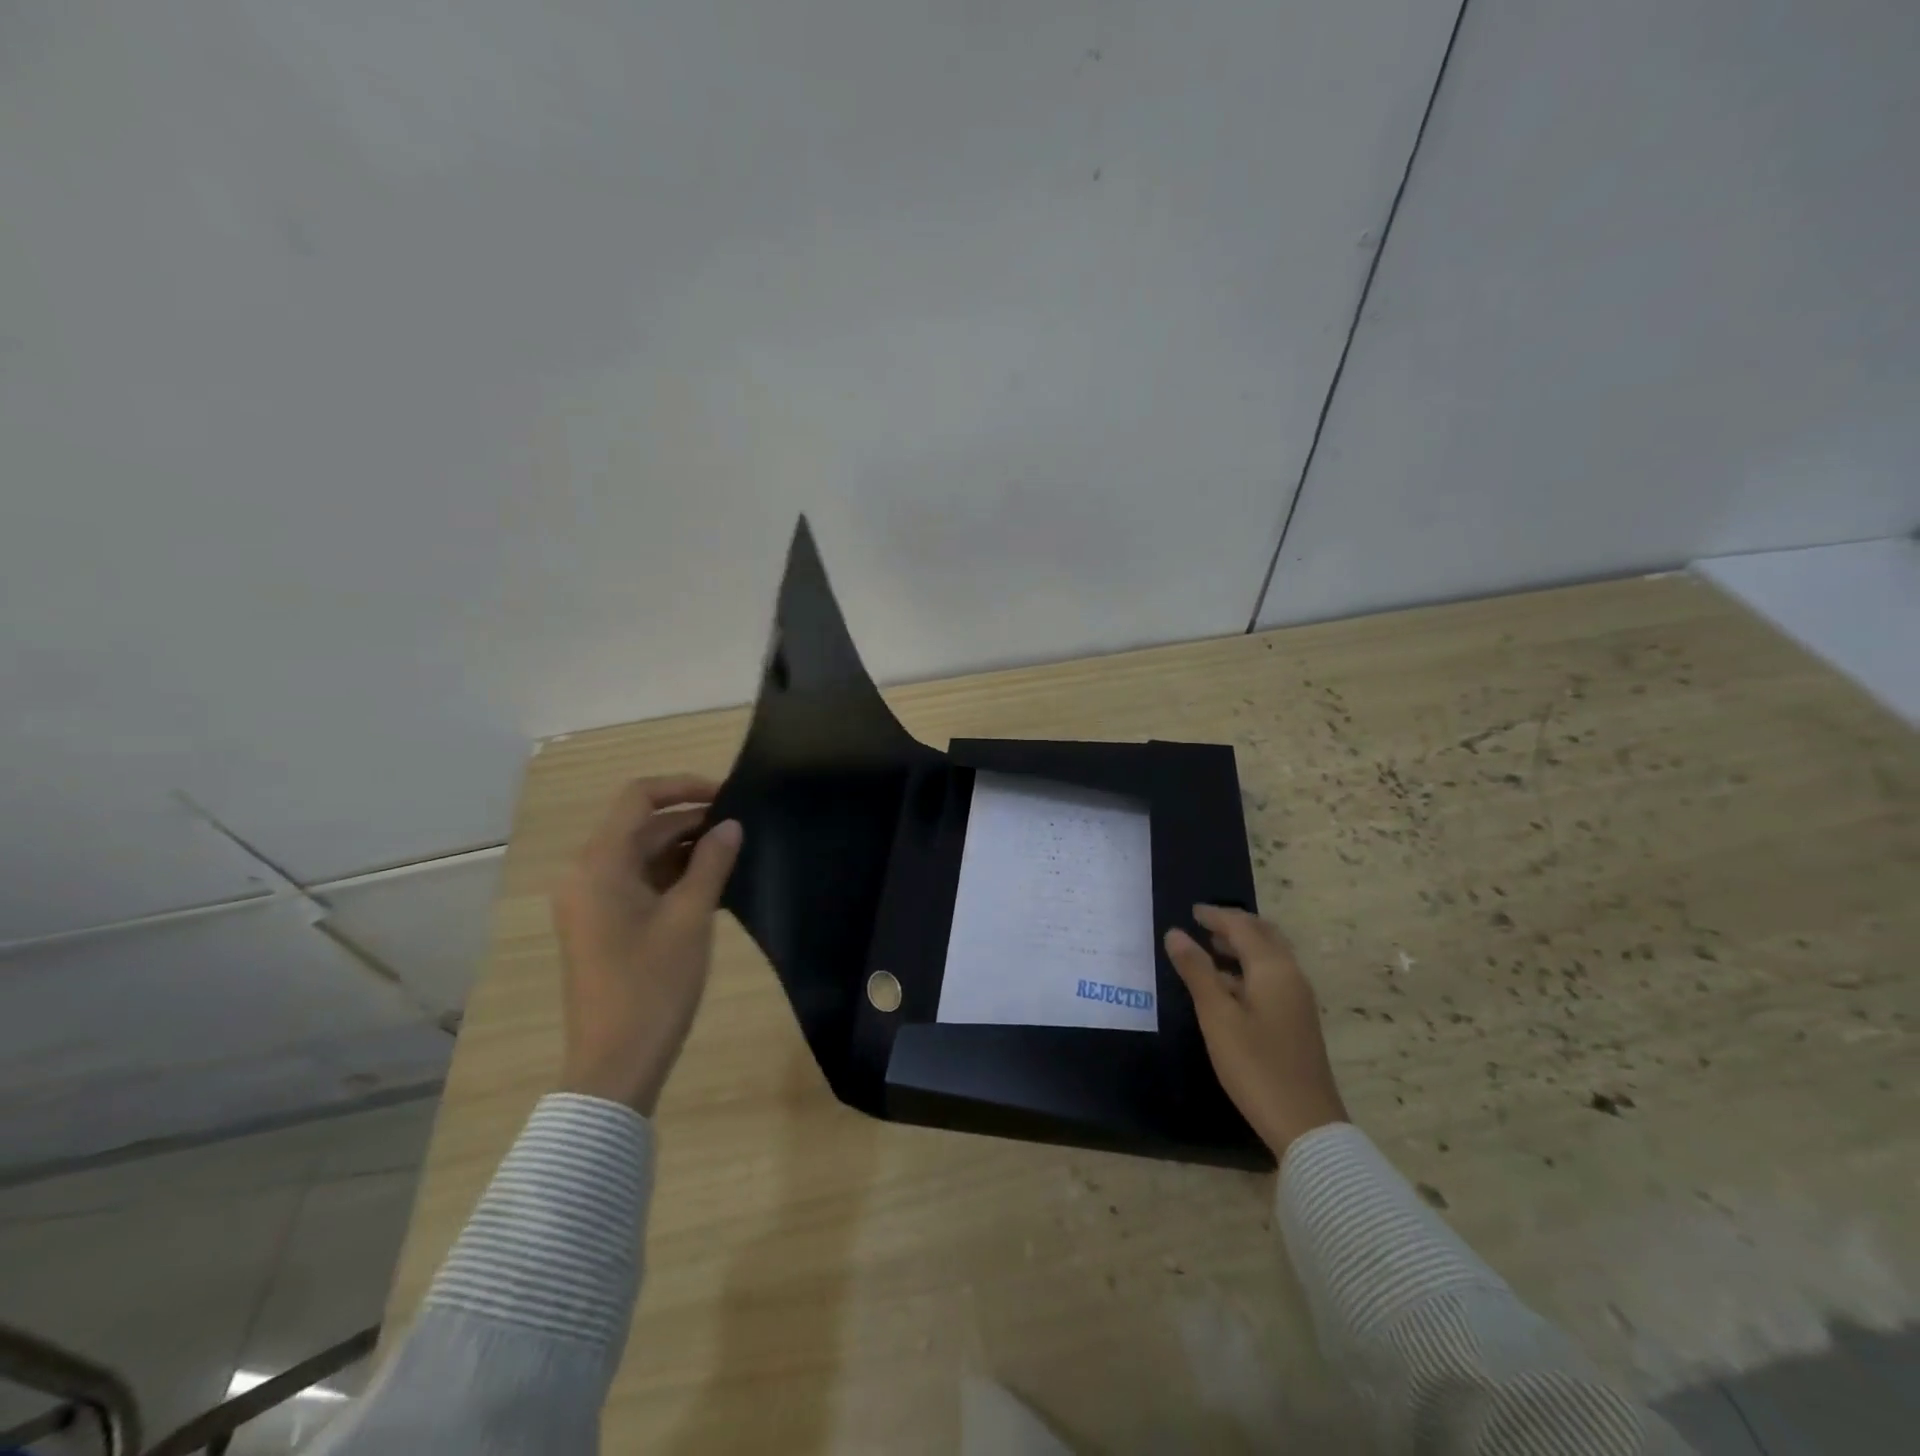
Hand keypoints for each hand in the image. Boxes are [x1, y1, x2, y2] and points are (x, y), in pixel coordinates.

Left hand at [551, 774, 742, 1115]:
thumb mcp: (690, 917)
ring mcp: (590, 901)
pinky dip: (671, 874)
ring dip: (683, 848)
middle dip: (690, 820)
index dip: (684, 786)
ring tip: (733, 852)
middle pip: (640, 826)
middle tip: (741, 825)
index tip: (729, 794)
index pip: (639, 798)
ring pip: (640, 854)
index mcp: (599, 864)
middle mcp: (586, 873)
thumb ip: (712, 863)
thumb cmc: (653, 985)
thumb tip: (731, 825)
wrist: (615, 1064)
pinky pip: (637, 881)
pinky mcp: (601, 924)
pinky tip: (711, 882)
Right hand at [1165, 905, 1348, 1158]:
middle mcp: (1291, 976)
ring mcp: (1298, 1000)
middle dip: (1234, 926)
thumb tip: (1175, 933)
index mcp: (1273, 969)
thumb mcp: (1217, 1016)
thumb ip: (1197, 971)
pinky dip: (1249, 969)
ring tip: (1210, 949)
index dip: (1216, 916)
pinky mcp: (1297, 1021)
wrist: (1305, 1124)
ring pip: (1270, 958)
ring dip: (1242, 947)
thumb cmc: (1255, 1065)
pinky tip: (1227, 986)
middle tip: (1203, 924)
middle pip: (1264, 936)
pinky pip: (1272, 978)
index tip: (1191, 911)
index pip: (1242, 927)